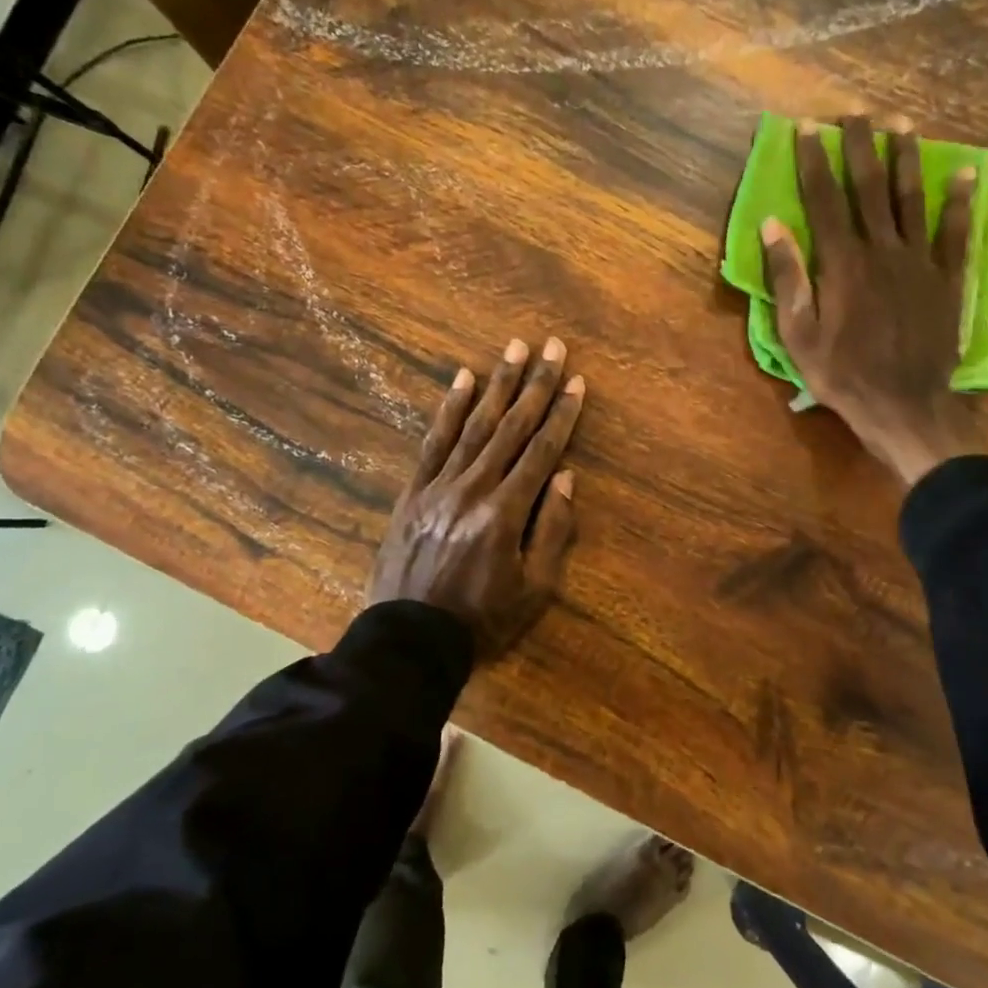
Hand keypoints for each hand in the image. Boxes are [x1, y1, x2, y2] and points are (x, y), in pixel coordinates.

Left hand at [369, 337, 583, 657]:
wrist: (410, 640)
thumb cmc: (482, 619)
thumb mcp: (535, 589)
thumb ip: (552, 530)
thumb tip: (564, 476)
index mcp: (505, 513)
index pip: (541, 451)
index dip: (562, 415)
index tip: (577, 382)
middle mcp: (473, 489)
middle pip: (511, 427)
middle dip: (536, 385)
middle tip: (552, 347)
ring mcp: (439, 486)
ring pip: (474, 425)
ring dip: (497, 384)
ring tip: (515, 349)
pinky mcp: (413, 491)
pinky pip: (434, 441)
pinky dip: (449, 408)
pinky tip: (462, 379)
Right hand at [761, 116, 974, 486]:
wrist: (904, 406)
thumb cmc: (842, 374)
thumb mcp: (798, 334)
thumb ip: (787, 277)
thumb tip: (773, 225)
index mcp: (842, 263)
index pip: (824, 200)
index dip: (814, 161)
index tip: (808, 128)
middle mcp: (882, 250)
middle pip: (870, 188)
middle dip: (860, 147)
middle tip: (855, 113)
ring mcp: (920, 262)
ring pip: (912, 199)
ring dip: (906, 159)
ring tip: (902, 124)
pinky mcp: (947, 279)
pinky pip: (956, 233)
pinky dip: (961, 202)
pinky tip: (965, 173)